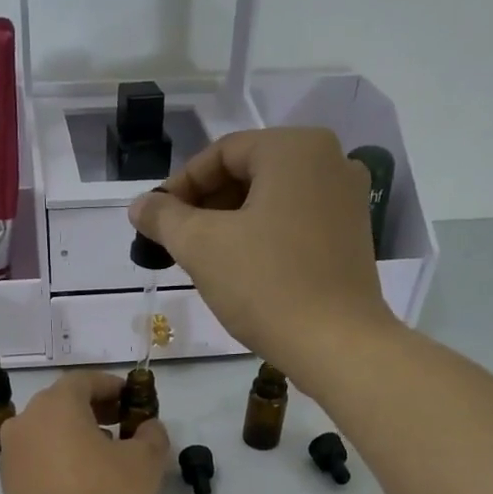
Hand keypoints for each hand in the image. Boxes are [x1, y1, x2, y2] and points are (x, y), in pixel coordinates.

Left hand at [0, 372, 169, 493]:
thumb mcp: (145, 463)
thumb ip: (151, 435)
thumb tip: (148, 428)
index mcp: (54, 407)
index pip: (83, 381)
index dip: (111, 386)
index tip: (133, 400)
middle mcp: (24, 424)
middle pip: (61, 405)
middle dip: (94, 411)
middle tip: (124, 427)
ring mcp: (11, 458)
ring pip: (47, 434)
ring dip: (76, 437)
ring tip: (107, 459)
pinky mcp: (9, 489)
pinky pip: (38, 461)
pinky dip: (60, 460)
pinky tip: (85, 483)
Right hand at [128, 128, 399, 382]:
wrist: (336, 345)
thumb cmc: (266, 286)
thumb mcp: (202, 247)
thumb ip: (164, 218)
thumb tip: (139, 205)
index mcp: (295, 148)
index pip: (221, 153)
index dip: (179, 186)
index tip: (154, 222)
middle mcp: (330, 161)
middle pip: (249, 173)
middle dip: (205, 205)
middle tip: (175, 242)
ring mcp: (347, 199)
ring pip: (272, 200)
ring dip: (231, 224)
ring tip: (203, 259)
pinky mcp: (353, 236)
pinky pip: (295, 222)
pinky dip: (263, 237)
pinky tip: (242, 270)